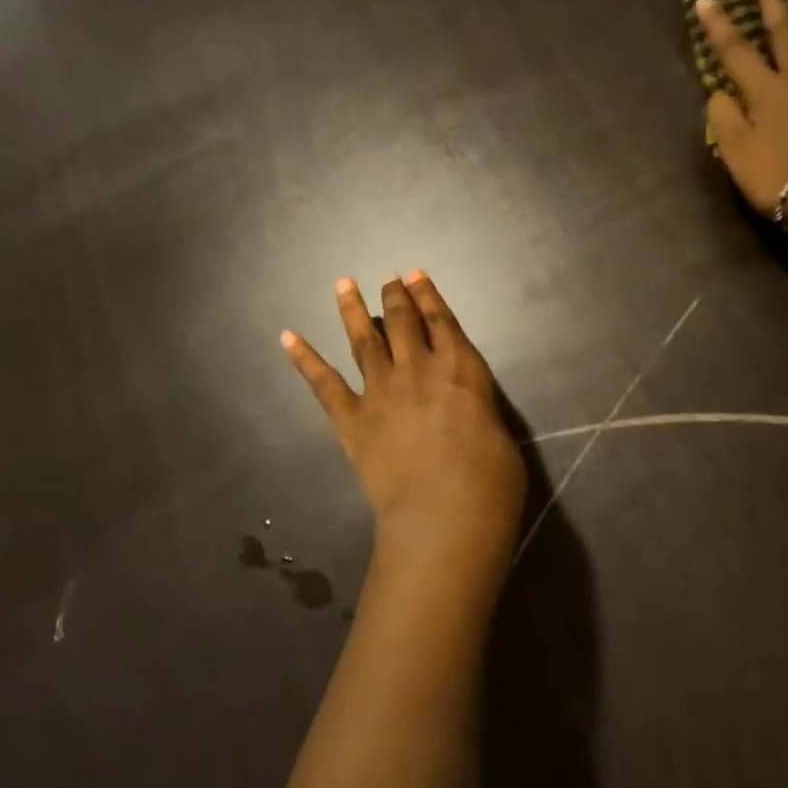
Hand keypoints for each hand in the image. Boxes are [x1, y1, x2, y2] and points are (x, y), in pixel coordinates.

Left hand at [283, 272, 525, 594]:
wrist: (444, 512)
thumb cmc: (490, 479)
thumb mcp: (499, 431)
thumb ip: (476, 408)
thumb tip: (464, 407)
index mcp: (460, 367)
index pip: (441, 320)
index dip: (427, 294)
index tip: (414, 275)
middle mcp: (418, 368)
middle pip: (402, 321)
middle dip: (394, 296)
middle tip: (387, 279)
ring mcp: (381, 391)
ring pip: (364, 340)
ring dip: (353, 310)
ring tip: (343, 285)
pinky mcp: (352, 420)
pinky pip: (324, 383)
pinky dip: (304, 358)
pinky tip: (288, 337)